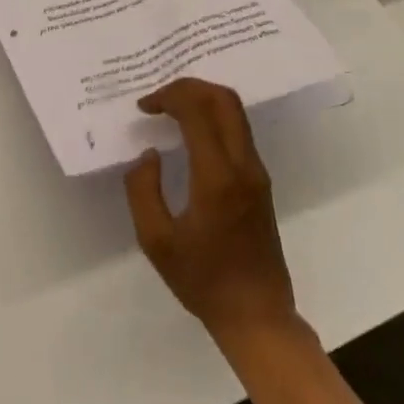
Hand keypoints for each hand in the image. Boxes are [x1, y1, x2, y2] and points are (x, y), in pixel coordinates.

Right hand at [125, 78, 300, 347]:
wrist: (257, 316)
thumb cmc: (203, 281)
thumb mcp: (155, 241)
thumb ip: (143, 190)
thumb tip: (148, 155)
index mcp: (217, 178)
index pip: (197, 112)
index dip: (168, 97)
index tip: (144, 107)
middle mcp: (243, 166)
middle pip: (224, 100)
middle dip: (189, 86)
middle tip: (159, 96)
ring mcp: (256, 172)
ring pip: (235, 112)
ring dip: (202, 99)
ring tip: (170, 108)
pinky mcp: (260, 182)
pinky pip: (238, 131)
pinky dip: (212, 116)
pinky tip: (190, 130)